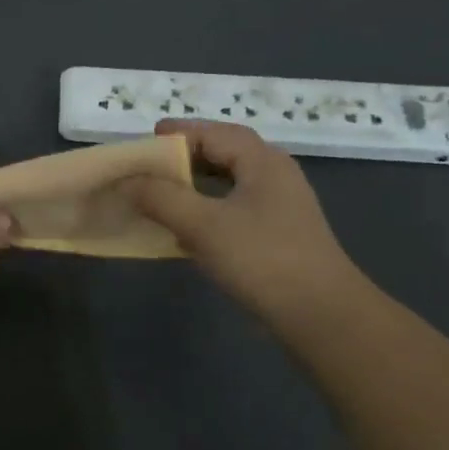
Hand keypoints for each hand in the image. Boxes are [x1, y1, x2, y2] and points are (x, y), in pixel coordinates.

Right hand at [123, 119, 362, 326]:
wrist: (321, 316)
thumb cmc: (262, 259)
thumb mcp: (203, 225)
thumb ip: (161, 198)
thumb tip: (127, 181)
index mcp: (263, 162)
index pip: (215, 133)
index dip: (179, 134)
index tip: (146, 140)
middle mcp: (275, 176)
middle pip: (227, 152)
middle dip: (189, 153)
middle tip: (154, 161)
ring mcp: (280, 207)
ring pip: (231, 182)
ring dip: (197, 182)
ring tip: (165, 190)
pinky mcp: (278, 235)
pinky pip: (235, 208)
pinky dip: (208, 208)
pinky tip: (188, 228)